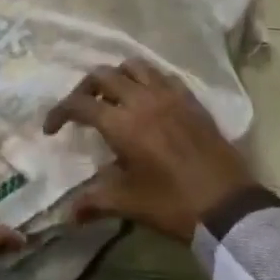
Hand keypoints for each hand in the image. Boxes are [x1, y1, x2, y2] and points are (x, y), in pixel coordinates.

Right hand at [44, 61, 255, 242]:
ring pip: (134, 66)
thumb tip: (68, 213)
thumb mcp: (129, 204)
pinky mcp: (190, 99)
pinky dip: (146, 79)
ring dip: (117, 76)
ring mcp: (169, 95)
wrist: (228, 205)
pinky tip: (146, 99)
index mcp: (122, 123)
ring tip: (113, 98)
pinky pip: (162, 75)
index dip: (59, 112)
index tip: (51, 129)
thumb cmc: (173, 204)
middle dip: (85, 88)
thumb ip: (94, 201)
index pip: (80, 104)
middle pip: (103, 75)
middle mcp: (142, 99)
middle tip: (81, 110)